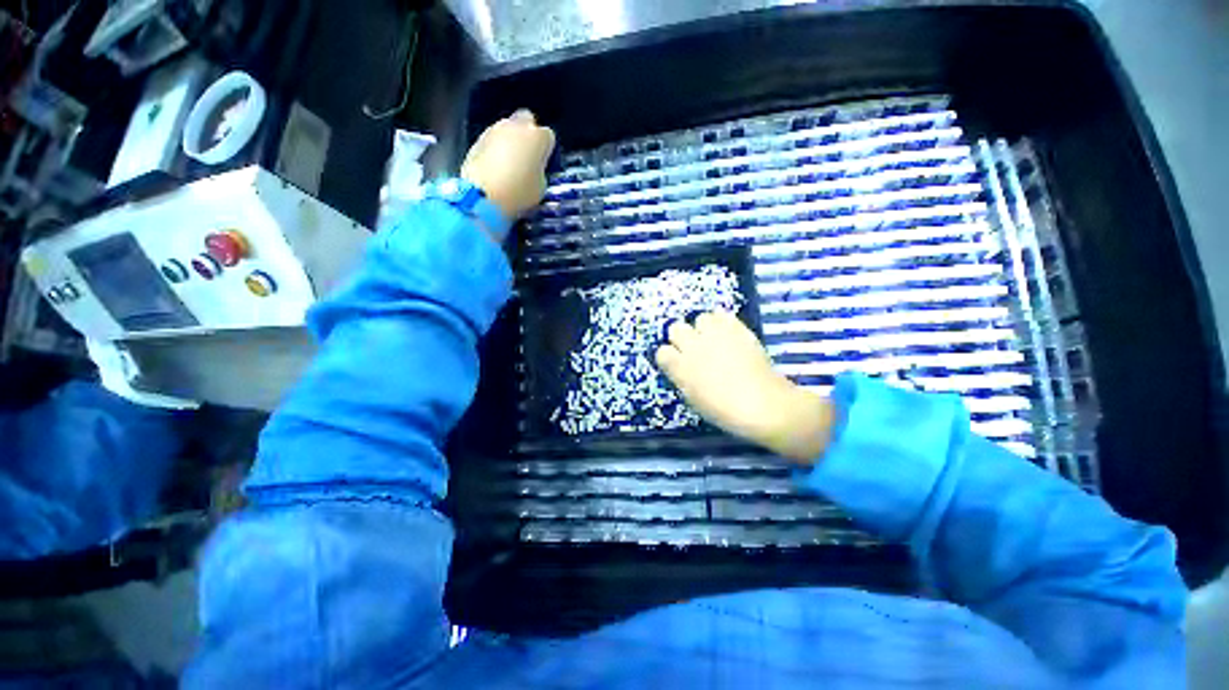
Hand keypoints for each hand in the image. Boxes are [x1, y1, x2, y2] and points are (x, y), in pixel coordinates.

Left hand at [461, 109, 555, 220]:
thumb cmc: (519, 192)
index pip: (548, 136)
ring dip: (510, 141)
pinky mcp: (477, 139)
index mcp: (537, 137)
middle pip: (526, 121)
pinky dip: (495, 149)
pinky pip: (492, 141)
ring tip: (508, 165)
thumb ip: (539, 171)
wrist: (484, 194)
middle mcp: (517, 126)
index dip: (546, 150)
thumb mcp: (541, 186)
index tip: (543, 162)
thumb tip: (533, 169)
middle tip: (527, 156)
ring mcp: (495, 129)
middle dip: (527, 135)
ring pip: (507, 129)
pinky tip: (495, 168)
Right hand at [655, 311, 834, 463]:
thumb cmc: (724, 411)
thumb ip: (682, 378)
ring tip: (714, 338)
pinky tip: (727, 333)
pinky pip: (722, 314)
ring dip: (703, 328)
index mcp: (680, 368)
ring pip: (699, 318)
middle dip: (682, 337)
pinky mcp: (736, 328)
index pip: (662, 352)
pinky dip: (722, 322)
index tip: (677, 362)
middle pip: (675, 328)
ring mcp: (715, 335)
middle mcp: (693, 346)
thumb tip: (680, 366)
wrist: (764, 405)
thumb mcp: (693, 399)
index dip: (670, 357)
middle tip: (694, 348)